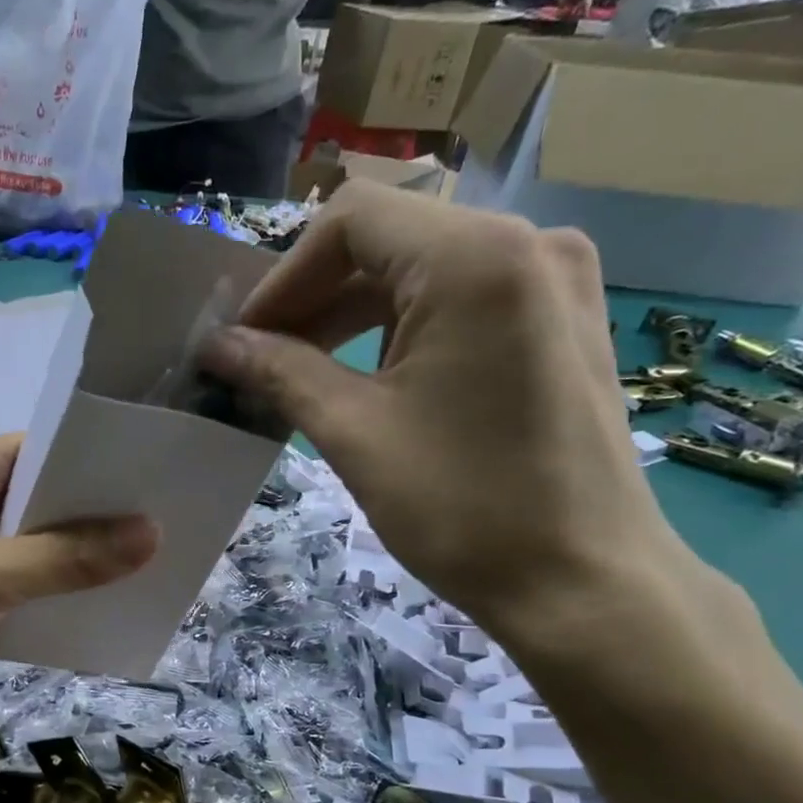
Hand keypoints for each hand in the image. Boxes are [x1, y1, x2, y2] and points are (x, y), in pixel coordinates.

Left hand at [0, 435, 157, 738]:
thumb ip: (68, 557)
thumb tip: (152, 534)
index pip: (46, 448)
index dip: (101, 465)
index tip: (159, 481)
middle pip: (43, 498)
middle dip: (96, 517)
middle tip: (167, 527)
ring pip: (32, 544)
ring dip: (75, 559)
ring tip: (147, 567)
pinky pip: (16, 582)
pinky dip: (49, 592)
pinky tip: (96, 605)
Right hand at [199, 179, 689, 650]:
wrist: (585, 584)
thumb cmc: (464, 508)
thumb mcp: (354, 434)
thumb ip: (279, 372)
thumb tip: (216, 345)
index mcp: (477, 259)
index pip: (351, 219)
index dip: (283, 276)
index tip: (243, 338)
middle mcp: (527, 243)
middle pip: (387, 239)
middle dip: (312, 296)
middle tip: (259, 360)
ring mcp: (553, 280)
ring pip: (421, 269)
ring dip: (351, 314)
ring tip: (300, 372)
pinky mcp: (559, 320)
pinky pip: (460, 298)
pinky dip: (400, 328)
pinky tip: (366, 377)